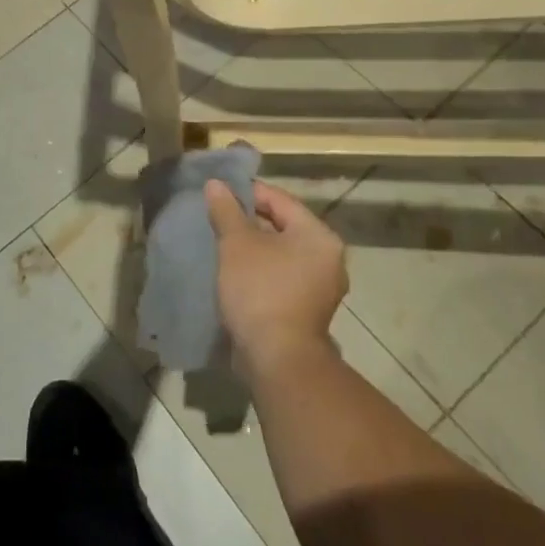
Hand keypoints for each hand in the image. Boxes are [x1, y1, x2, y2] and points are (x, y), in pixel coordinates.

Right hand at [206, 180, 347, 380]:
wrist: (277, 361)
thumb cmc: (260, 291)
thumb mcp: (237, 244)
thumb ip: (226, 210)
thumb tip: (216, 184)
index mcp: (318, 235)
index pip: (280, 200)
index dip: (247, 193)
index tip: (219, 194)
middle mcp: (328, 258)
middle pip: (283, 226)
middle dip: (250, 222)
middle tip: (218, 220)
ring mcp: (321, 287)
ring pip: (282, 254)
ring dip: (255, 249)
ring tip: (223, 246)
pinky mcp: (309, 311)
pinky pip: (282, 277)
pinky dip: (262, 271)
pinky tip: (236, 274)